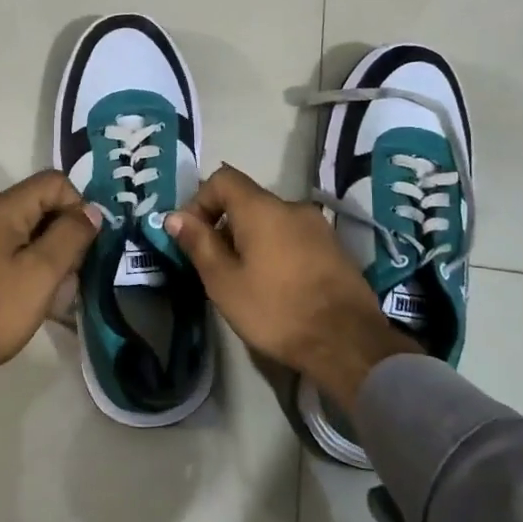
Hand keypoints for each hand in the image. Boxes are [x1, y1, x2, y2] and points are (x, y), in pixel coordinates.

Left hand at [0, 170, 101, 429]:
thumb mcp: (43, 272)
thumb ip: (71, 235)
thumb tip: (91, 211)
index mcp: (1, 210)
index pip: (53, 182)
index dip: (78, 206)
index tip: (87, 244)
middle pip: (41, 204)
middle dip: (66, 232)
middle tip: (74, 271)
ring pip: (30, 230)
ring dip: (52, 253)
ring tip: (59, 289)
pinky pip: (14, 249)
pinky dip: (33, 265)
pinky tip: (39, 295)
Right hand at [166, 165, 417, 408]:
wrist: (347, 342)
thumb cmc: (276, 310)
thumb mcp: (224, 281)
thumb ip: (199, 243)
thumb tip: (175, 216)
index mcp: (262, 209)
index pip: (223, 179)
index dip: (200, 201)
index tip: (193, 237)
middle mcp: (293, 207)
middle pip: (247, 201)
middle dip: (224, 227)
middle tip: (216, 268)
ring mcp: (319, 227)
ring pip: (271, 221)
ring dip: (251, 241)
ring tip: (245, 281)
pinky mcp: (334, 248)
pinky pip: (293, 237)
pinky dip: (276, 251)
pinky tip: (276, 286)